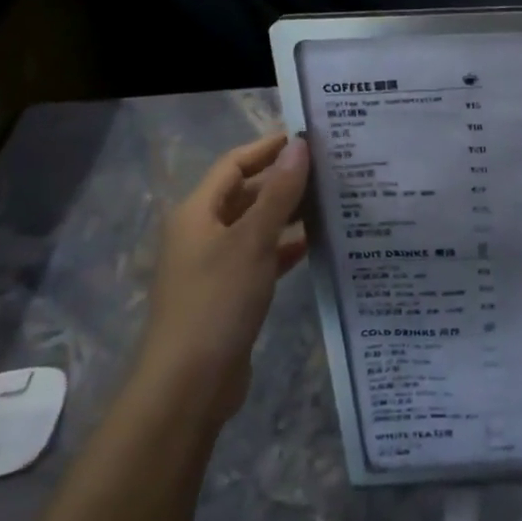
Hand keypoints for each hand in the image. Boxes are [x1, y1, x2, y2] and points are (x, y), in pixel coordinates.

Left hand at [137, 134, 309, 423]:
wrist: (190, 383)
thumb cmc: (217, 301)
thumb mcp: (252, 241)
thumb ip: (279, 192)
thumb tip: (299, 146)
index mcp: (197, 213)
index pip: (234, 164)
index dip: (268, 147)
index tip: (308, 137)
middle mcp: (202, 232)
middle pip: (246, 193)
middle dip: (284, 179)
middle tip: (330, 168)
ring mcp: (215, 264)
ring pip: (256, 226)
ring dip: (289, 212)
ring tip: (332, 199)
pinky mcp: (230, 292)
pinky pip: (261, 256)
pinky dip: (286, 246)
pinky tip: (317, 242)